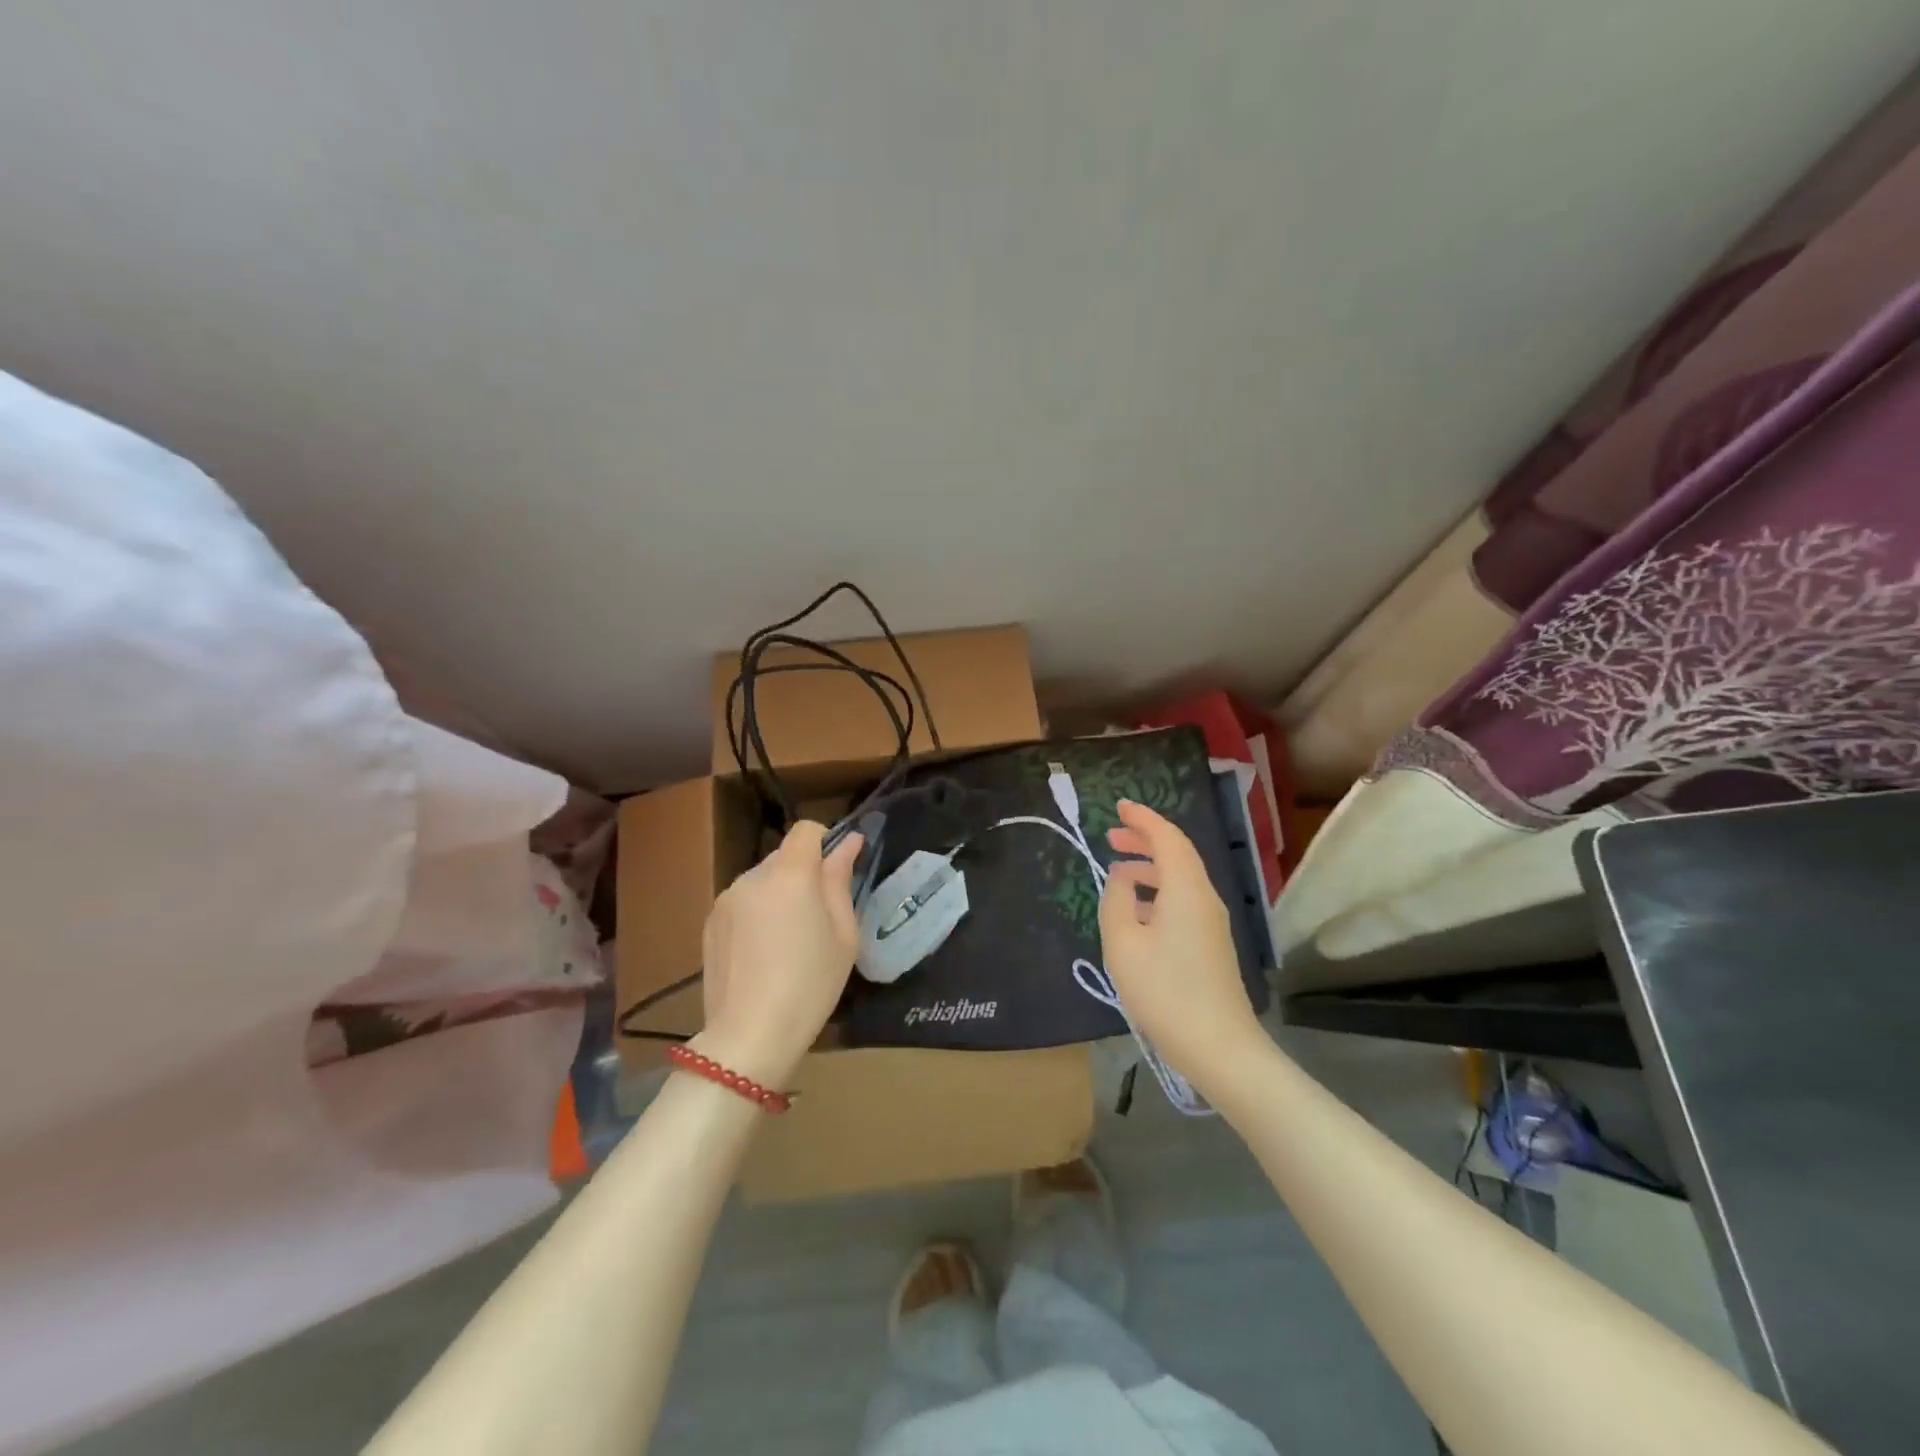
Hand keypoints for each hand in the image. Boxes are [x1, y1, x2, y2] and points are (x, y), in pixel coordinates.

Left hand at [692, 822, 862, 1089]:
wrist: (750, 1036)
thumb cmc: (810, 983)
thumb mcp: (843, 933)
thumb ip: (841, 880)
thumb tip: (848, 843)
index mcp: (790, 874)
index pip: (806, 830)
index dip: (825, 841)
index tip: (838, 872)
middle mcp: (752, 876)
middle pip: (784, 856)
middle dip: (804, 874)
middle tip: (819, 917)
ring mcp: (726, 899)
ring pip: (762, 880)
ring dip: (779, 894)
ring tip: (789, 940)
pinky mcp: (710, 923)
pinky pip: (743, 903)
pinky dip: (758, 914)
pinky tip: (763, 953)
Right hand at [1099, 799, 1264, 1092]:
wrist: (1219, 1047)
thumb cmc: (1165, 991)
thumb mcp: (1123, 943)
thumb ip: (1116, 901)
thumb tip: (1122, 879)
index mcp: (1186, 889)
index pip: (1167, 838)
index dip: (1143, 819)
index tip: (1119, 807)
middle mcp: (1204, 897)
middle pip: (1177, 854)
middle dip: (1145, 839)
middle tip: (1112, 835)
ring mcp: (1212, 922)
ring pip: (1181, 878)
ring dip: (1150, 866)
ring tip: (1118, 870)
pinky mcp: (1211, 943)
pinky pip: (1184, 899)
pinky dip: (1158, 890)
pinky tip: (1137, 909)